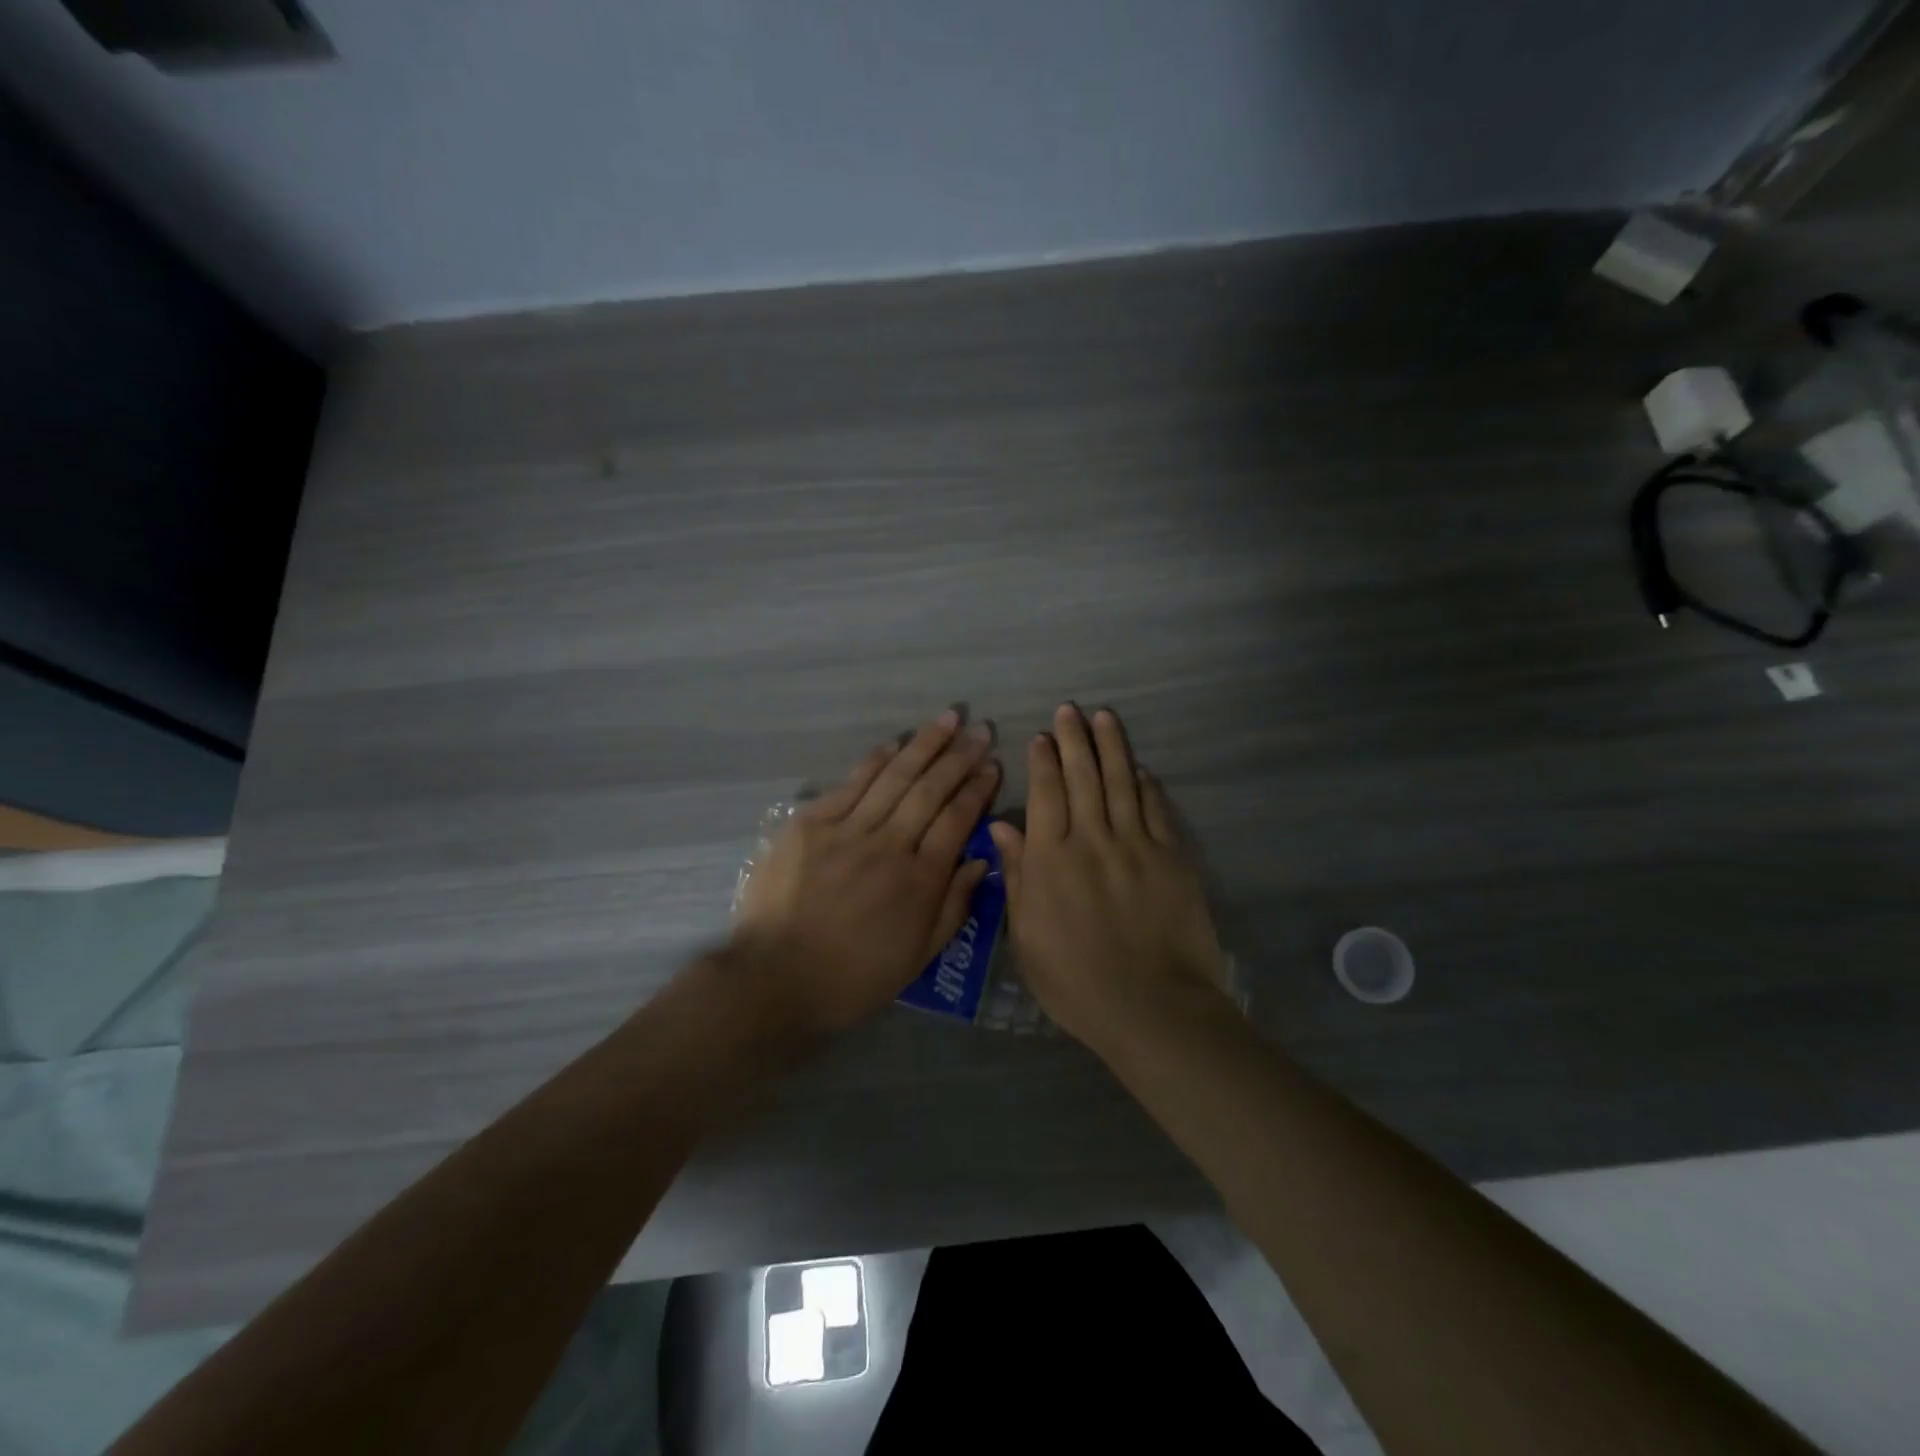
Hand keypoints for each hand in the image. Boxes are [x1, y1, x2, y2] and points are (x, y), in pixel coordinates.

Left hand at [731, 709, 1000, 1033]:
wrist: (776, 977)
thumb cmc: (853, 975)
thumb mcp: (918, 956)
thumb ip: (954, 907)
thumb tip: (980, 861)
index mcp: (919, 880)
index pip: (956, 820)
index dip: (977, 789)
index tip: (992, 765)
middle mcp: (889, 845)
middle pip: (931, 791)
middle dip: (959, 757)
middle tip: (980, 730)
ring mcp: (848, 830)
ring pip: (894, 778)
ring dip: (924, 745)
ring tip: (948, 719)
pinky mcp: (811, 824)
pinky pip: (851, 784)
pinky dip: (875, 761)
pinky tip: (894, 743)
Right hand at [989, 704, 1229, 1052]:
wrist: (1151, 1006)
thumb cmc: (1075, 981)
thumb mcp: (1026, 936)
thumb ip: (1017, 876)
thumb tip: (1002, 827)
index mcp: (1050, 859)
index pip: (1045, 793)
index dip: (1043, 761)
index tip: (1041, 736)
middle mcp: (1091, 839)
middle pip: (1082, 776)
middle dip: (1074, 739)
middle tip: (1070, 710)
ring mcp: (1135, 845)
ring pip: (1121, 782)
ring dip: (1111, 746)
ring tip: (1105, 717)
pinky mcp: (1170, 858)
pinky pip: (1155, 810)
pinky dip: (1146, 784)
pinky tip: (1140, 768)